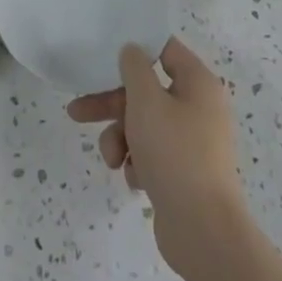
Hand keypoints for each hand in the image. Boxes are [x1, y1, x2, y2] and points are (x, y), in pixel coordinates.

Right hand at [67, 37, 245, 276]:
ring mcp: (193, 142)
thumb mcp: (146, 101)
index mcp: (199, 84)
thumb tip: (133, 51)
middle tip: (78, 111)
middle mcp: (199, 108)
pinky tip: (134, 179)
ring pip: (144, 125)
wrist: (203, 231)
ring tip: (110, 159)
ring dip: (119, 138)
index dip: (135, 49)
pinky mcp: (184, 172)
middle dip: (110, 104)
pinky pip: (152, 154)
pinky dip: (137, 162)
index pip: (165, 50)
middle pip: (146, 92)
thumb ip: (134, 68)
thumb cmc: (175, 153)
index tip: (105, 53)